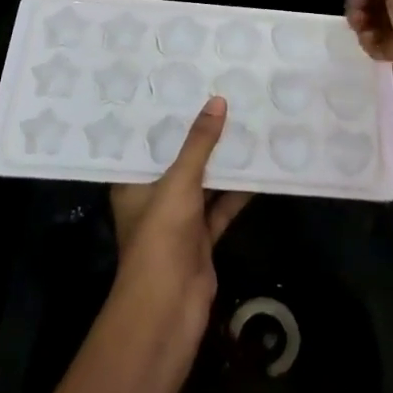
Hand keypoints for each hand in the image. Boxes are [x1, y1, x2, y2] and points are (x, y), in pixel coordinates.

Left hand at [109, 98, 252, 338]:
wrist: (169, 307)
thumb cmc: (160, 237)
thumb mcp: (179, 182)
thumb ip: (199, 144)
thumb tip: (217, 101)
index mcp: (133, 182)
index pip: (146, 142)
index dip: (164, 117)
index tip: (183, 86)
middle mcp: (153, 197)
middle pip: (179, 160)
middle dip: (199, 136)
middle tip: (222, 97)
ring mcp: (179, 219)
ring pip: (203, 182)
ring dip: (223, 162)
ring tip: (245, 124)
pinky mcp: (201, 237)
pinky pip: (221, 206)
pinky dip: (238, 191)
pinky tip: (259, 168)